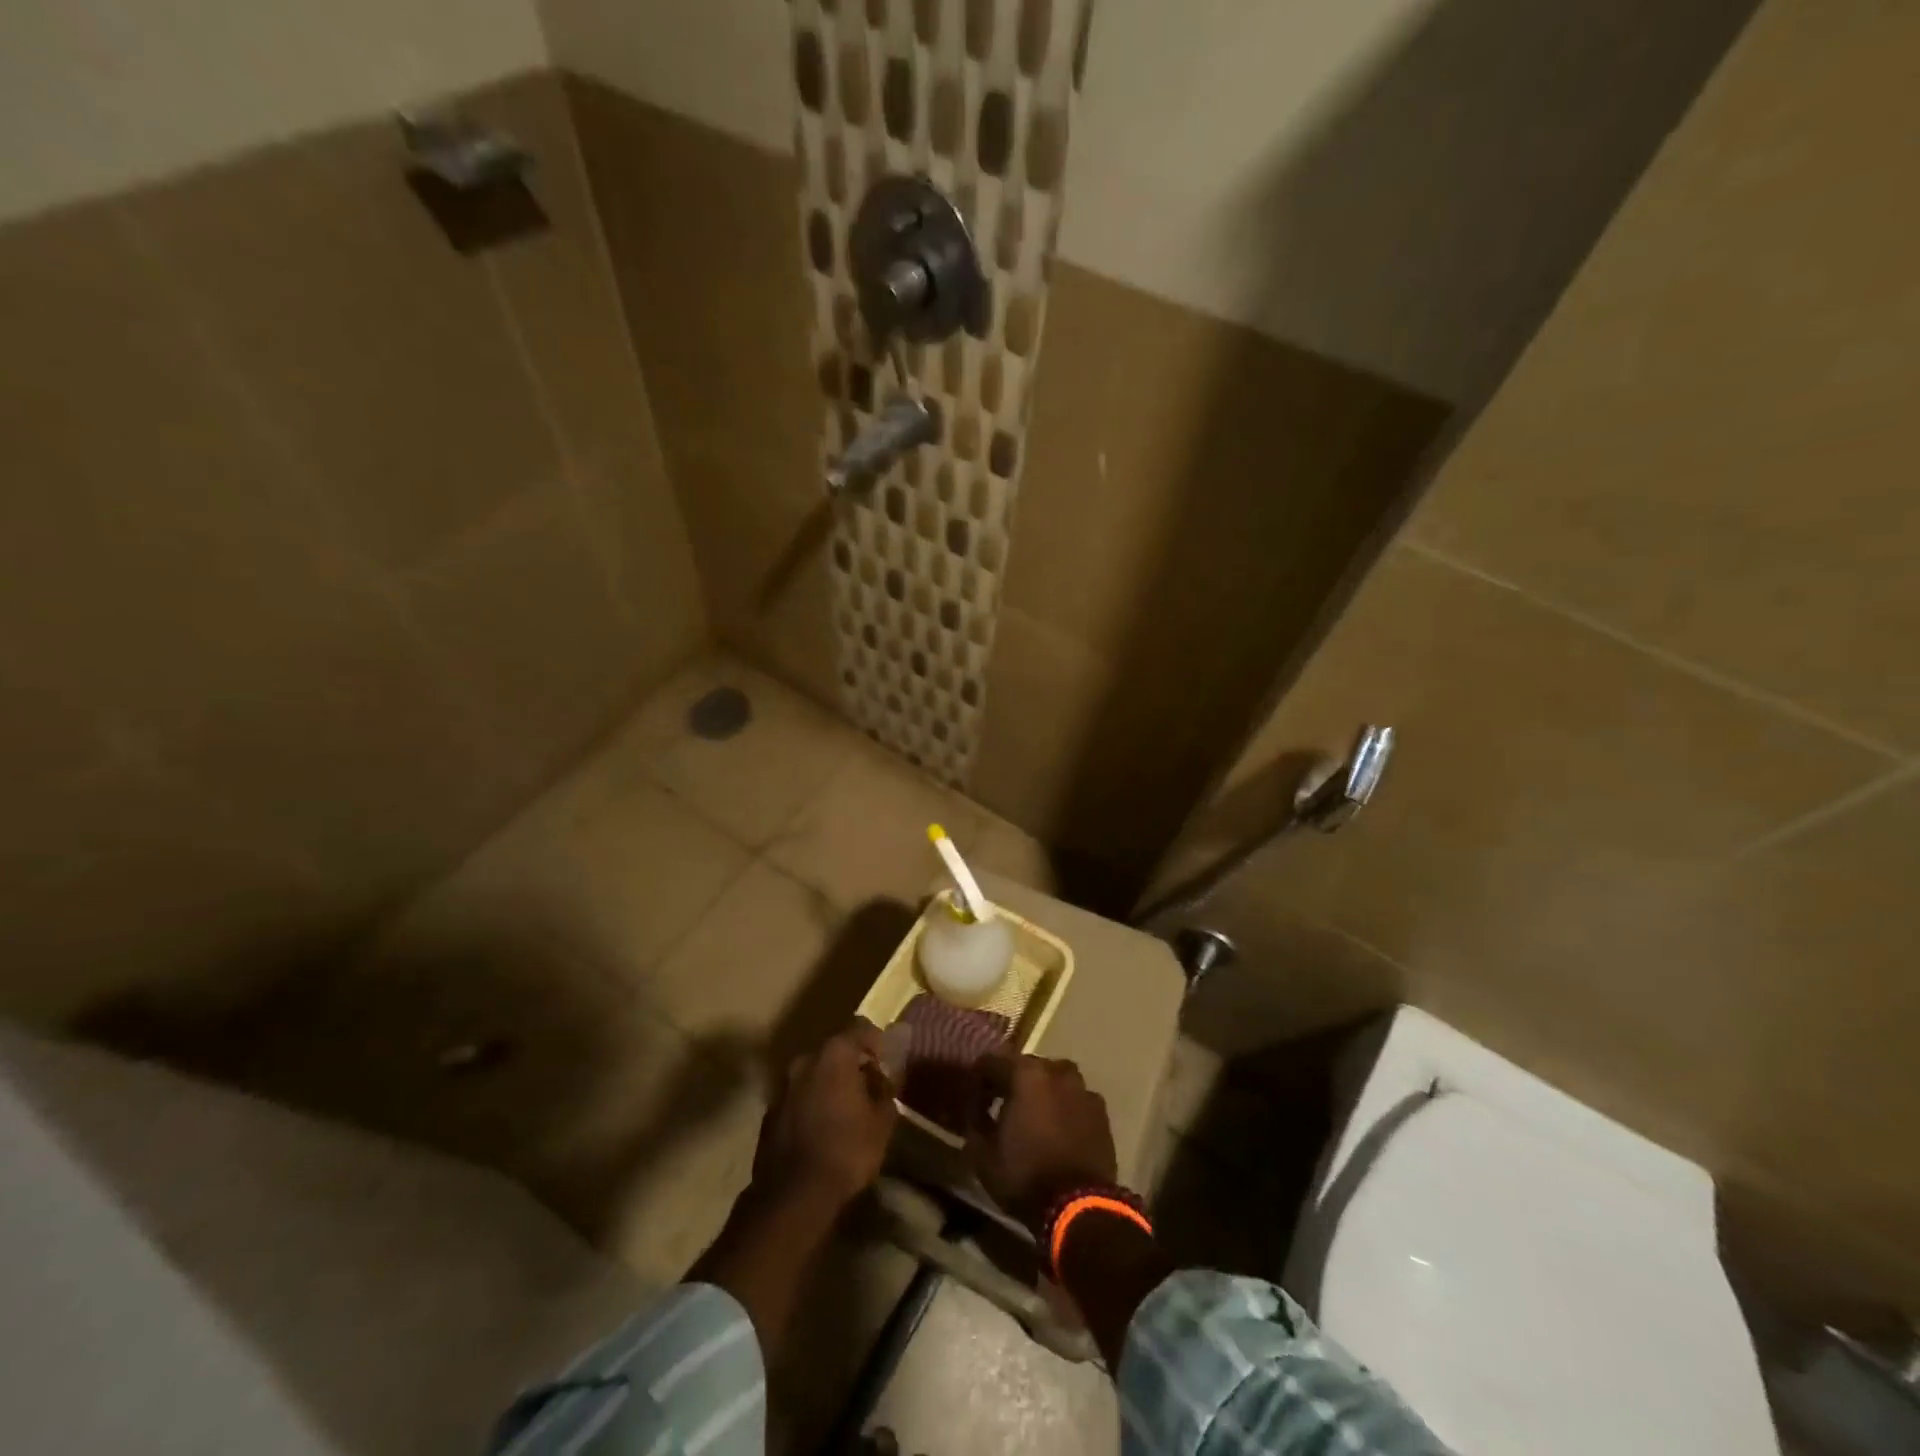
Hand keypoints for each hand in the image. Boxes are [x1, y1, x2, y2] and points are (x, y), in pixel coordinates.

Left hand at [751, 1020, 897, 1211]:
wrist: (793, 1195)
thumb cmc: (847, 1150)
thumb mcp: (882, 1121)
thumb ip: (885, 1090)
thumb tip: (882, 1078)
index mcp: (835, 1054)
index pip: (861, 1029)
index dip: (876, 1043)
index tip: (886, 1063)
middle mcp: (805, 1060)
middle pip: (834, 1051)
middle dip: (851, 1065)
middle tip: (868, 1088)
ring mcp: (782, 1086)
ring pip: (813, 1074)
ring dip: (829, 1085)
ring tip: (844, 1111)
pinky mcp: (769, 1112)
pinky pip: (797, 1098)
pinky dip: (810, 1104)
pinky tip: (821, 1129)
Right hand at [969, 1054, 1117, 1232]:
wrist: (1079, 1206)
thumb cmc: (1025, 1176)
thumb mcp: (983, 1156)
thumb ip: (975, 1123)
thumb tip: (976, 1111)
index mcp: (1024, 1074)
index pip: (991, 1062)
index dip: (978, 1078)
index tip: (974, 1098)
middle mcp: (1055, 1071)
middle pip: (1026, 1066)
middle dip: (1011, 1081)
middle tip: (1001, 1104)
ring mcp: (1082, 1089)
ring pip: (1055, 1078)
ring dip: (1041, 1090)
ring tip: (1033, 1113)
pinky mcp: (1100, 1111)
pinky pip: (1075, 1098)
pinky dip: (1064, 1106)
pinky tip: (1059, 1127)